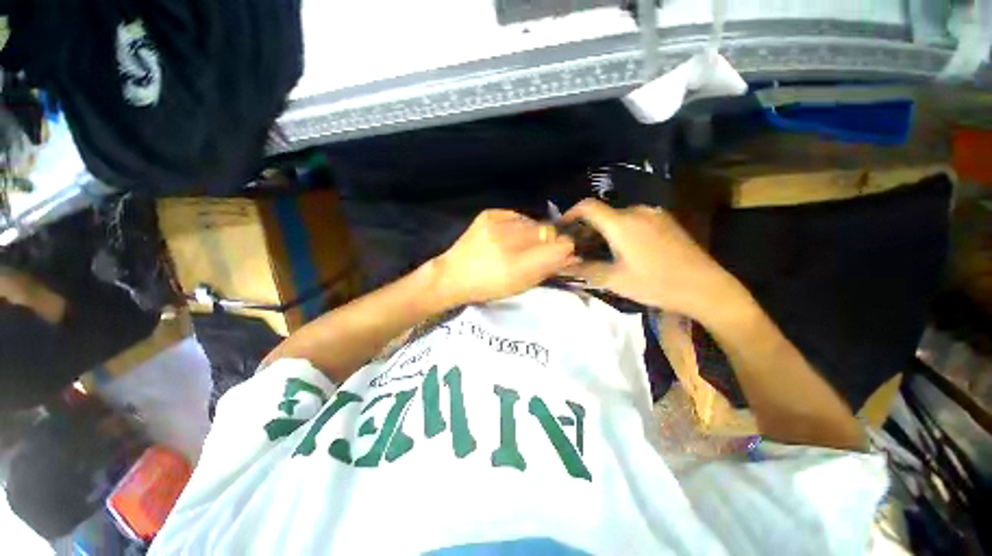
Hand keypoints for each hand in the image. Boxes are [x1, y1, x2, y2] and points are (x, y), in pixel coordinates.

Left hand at [433, 209, 574, 305]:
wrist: (453, 275)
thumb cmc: (489, 286)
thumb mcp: (521, 285)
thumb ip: (547, 269)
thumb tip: (570, 254)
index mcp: (519, 266)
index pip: (560, 246)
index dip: (563, 249)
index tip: (559, 255)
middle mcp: (510, 240)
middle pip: (548, 231)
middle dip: (547, 241)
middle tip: (535, 252)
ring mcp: (498, 223)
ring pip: (533, 223)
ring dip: (532, 233)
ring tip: (517, 245)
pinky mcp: (489, 214)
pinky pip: (517, 216)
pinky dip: (518, 225)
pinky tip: (507, 236)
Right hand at [562, 199, 741, 319]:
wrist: (706, 287)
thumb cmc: (656, 283)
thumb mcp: (615, 280)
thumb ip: (586, 269)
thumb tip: (564, 265)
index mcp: (622, 223)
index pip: (587, 207)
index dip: (570, 214)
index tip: (562, 229)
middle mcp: (637, 211)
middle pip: (603, 212)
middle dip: (587, 227)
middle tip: (580, 247)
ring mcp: (654, 214)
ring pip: (619, 217)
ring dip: (605, 229)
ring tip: (601, 249)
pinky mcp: (666, 221)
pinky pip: (636, 220)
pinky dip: (622, 230)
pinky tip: (625, 248)